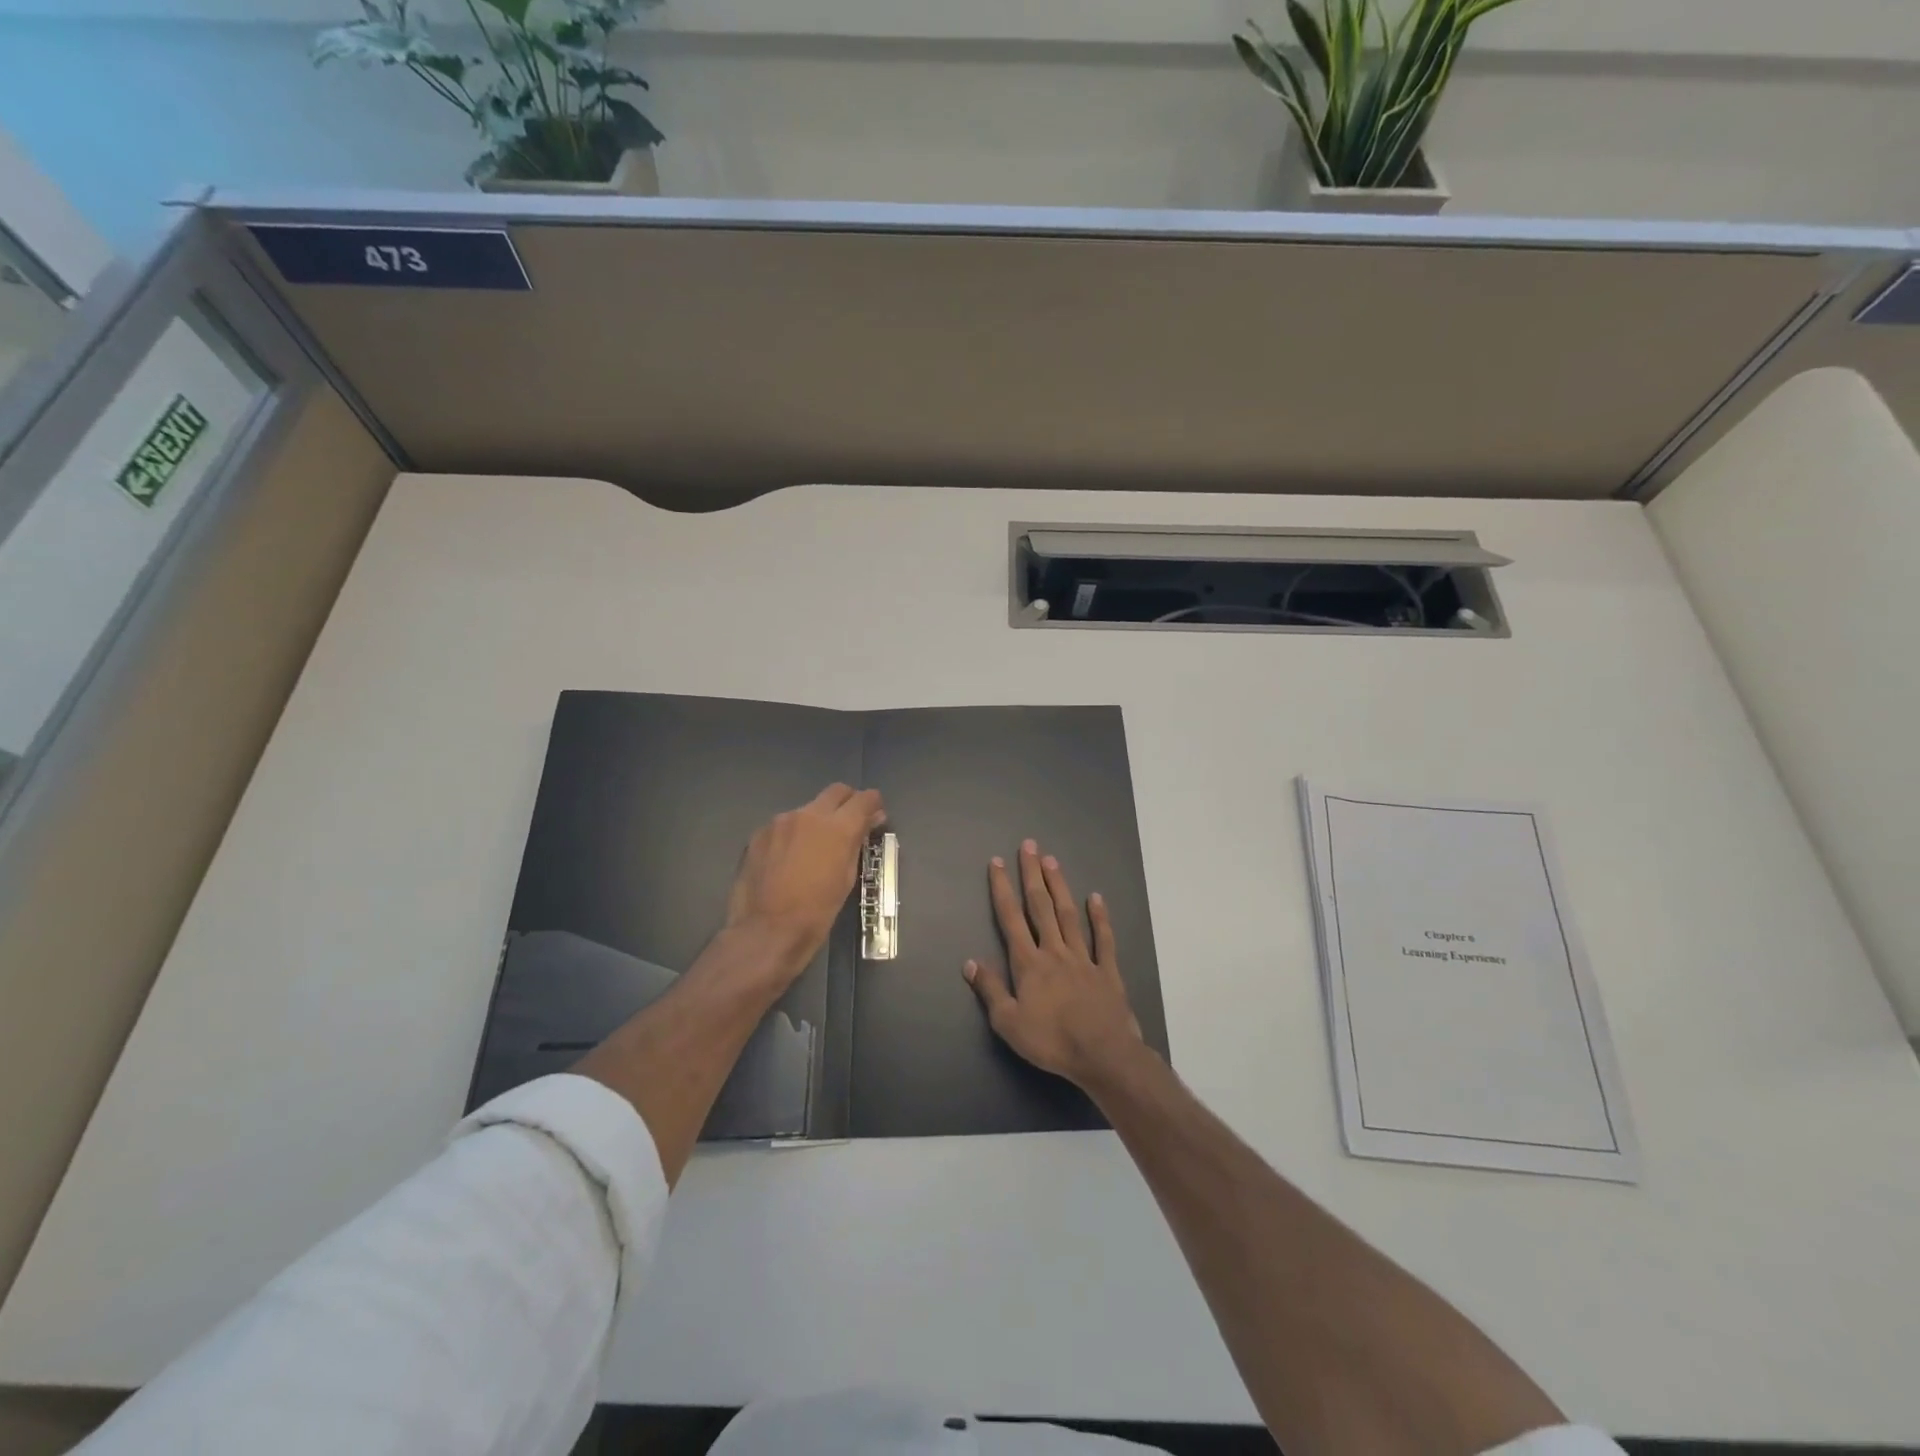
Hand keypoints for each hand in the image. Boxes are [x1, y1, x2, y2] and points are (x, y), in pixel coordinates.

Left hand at [725, 783, 885, 981]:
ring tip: (814, 849)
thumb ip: (857, 843)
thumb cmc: (817, 913)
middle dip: (847, 803)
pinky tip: (788, 860)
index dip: (873, 804)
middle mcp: (809, 815)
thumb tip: (870, 822)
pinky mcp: (759, 834)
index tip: (874, 816)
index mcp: (837, 828)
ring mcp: (780, 822)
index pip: (864, 799)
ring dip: (817, 821)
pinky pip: (784, 825)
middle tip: (849, 825)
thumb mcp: (847, 879)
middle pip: (836, 791)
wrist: (766, 932)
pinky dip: (793, 835)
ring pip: (808, 809)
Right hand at [964, 839, 1143, 1088]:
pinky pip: (1103, 939)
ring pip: (1069, 915)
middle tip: (1030, 846)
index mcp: (1029, 963)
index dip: (1002, 889)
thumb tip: (970, 962)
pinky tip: (1096, 898)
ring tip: (1052, 861)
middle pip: (1041, 906)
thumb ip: (990, 990)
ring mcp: (1083, 958)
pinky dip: (1100, 918)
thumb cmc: (1051, 1041)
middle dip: (1032, 874)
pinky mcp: (1107, 971)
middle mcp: (1054, 951)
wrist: (1102, 1054)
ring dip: (1059, 886)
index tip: (997, 863)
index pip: (1011, 918)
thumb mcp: (1008, 1023)